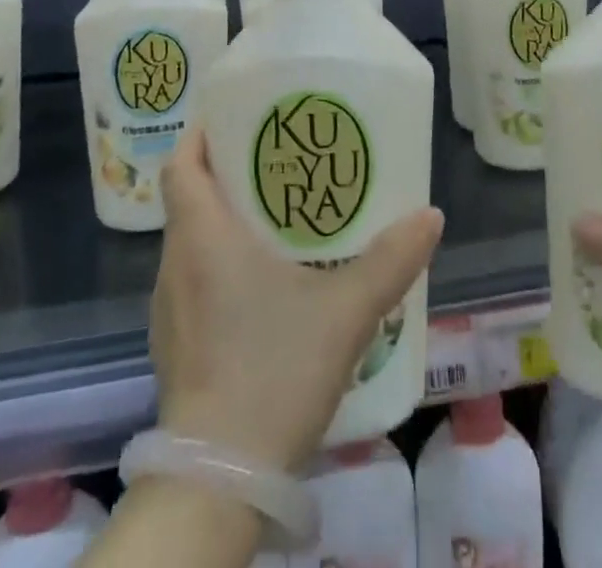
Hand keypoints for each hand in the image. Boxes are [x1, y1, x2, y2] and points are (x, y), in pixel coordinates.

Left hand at [150, 125, 443, 470]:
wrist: (218, 481)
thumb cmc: (273, 371)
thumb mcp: (346, 310)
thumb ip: (391, 260)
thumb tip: (431, 216)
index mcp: (202, 237)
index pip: (182, 164)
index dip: (202, 134)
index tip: (237, 119)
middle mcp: (176, 265)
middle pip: (188, 199)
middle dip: (226, 174)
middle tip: (276, 162)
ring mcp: (169, 311)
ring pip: (190, 242)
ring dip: (222, 221)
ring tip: (275, 216)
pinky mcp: (175, 347)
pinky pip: (192, 281)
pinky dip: (219, 265)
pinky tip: (262, 284)